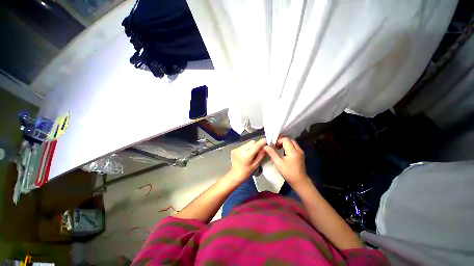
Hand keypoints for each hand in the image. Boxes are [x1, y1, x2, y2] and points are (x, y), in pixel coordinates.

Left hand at [229, 138, 266, 181]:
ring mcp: (236, 149)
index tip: (266, 140)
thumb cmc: (246, 172)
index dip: (262, 142)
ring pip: (247, 143)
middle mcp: (241, 150)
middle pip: (252, 142)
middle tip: (257, 151)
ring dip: (251, 146)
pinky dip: (246, 148)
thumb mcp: (256, 165)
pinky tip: (245, 155)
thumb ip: (261, 155)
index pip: (256, 145)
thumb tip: (265, 148)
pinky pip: (243, 145)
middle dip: (256, 145)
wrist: (235, 175)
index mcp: (247, 155)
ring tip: (251, 154)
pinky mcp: (234, 149)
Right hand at [264, 137, 308, 185]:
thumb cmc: (288, 173)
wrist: (300, 181)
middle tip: (275, 145)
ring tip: (278, 147)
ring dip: (285, 142)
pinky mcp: (301, 154)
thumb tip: (265, 146)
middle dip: (281, 140)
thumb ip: (272, 153)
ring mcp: (300, 151)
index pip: (286, 139)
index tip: (273, 145)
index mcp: (293, 151)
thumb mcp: (278, 163)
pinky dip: (288, 145)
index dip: (278, 140)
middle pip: (289, 139)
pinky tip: (283, 151)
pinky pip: (294, 145)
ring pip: (292, 142)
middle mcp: (298, 149)